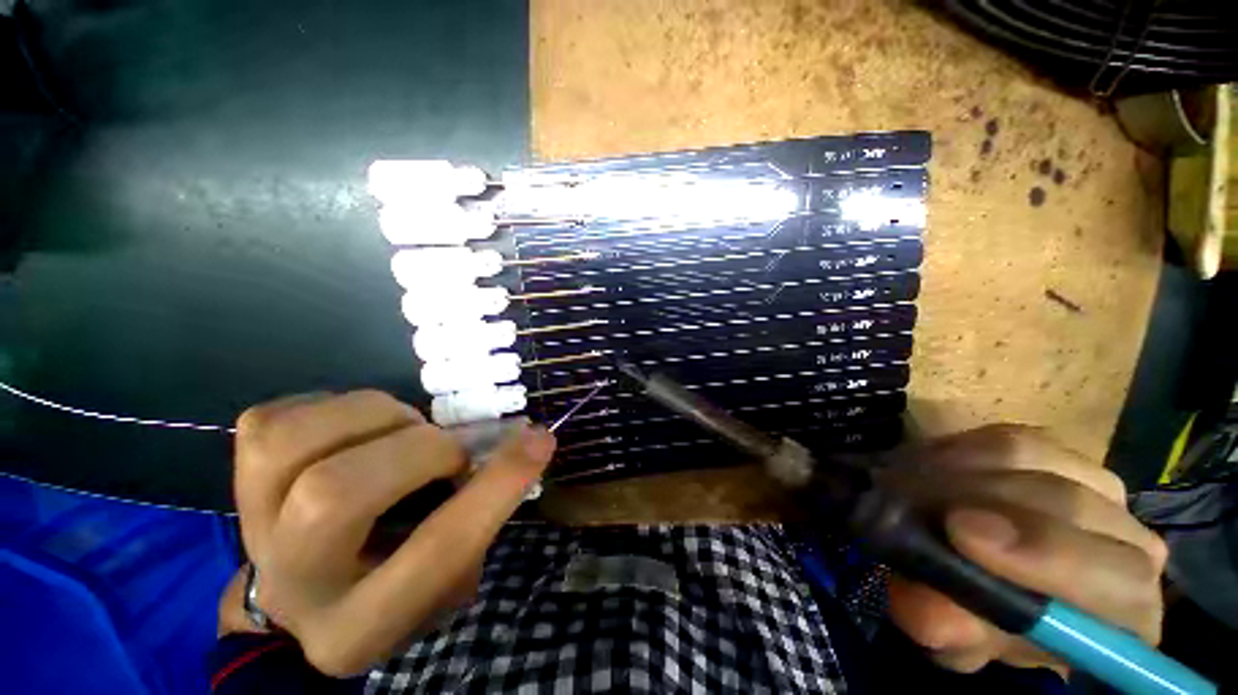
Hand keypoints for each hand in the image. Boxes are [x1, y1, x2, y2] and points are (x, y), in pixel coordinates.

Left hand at [221, 390, 555, 675]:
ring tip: (401, 433)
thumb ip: (484, 512)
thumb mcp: (452, 573)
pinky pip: (273, 417)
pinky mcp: (232, 477)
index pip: (437, 551)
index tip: (539, 440)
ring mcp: (246, 524)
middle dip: (419, 451)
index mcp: (357, 626)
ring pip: (293, 444)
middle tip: (447, 450)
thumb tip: (525, 443)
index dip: (497, 487)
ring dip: (375, 418)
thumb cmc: (391, 586)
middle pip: (336, 495)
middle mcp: (289, 581)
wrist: (301, 597)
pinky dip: (330, 408)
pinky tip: (354, 429)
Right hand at [883, 425, 1167, 673]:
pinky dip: (957, 451)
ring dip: (959, 472)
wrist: (979, 576)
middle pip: (1072, 506)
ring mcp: (1094, 484)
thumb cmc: (982, 622)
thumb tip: (935, 613)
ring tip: (909, 486)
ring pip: (1032, 460)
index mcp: (1124, 610)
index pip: (1117, 581)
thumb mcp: (959, 641)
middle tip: (913, 500)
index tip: (959, 533)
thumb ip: (953, 633)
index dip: (1044, 555)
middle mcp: (1127, 540)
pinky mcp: (1052, 450)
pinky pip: (1004, 437)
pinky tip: (927, 469)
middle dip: (985, 501)